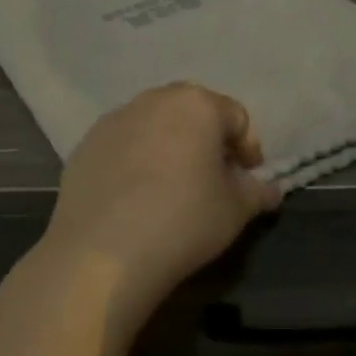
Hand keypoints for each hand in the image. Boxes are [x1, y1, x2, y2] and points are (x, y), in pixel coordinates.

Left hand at [41, 83, 280, 313]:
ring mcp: (114, 120)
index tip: (247, 179)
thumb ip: (257, 192)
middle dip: (208, 141)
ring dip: (170, 147)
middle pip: (193, 113)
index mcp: (197, 104)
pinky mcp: (85, 145)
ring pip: (156, 126)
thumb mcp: (236, 210)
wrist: (102, 255)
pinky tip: (136, 197)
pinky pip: (124, 145)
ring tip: (172, 188)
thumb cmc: (183, 221)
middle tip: (212, 179)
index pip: (236, 117)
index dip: (248, 149)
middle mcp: (155, 100)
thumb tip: (269, 190)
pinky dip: (136, 161)